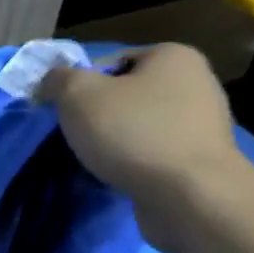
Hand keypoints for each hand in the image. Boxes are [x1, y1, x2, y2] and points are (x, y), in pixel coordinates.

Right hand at [38, 44, 251, 252]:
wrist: (188, 197)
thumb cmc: (134, 134)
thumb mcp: (79, 96)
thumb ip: (58, 80)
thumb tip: (50, 81)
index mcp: (173, 56)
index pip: (112, 61)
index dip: (81, 86)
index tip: (65, 113)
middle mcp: (196, 82)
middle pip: (128, 95)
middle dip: (99, 116)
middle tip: (77, 138)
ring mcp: (203, 124)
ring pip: (140, 127)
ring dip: (116, 142)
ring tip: (96, 162)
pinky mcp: (200, 161)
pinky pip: (155, 154)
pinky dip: (135, 164)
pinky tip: (120, 178)